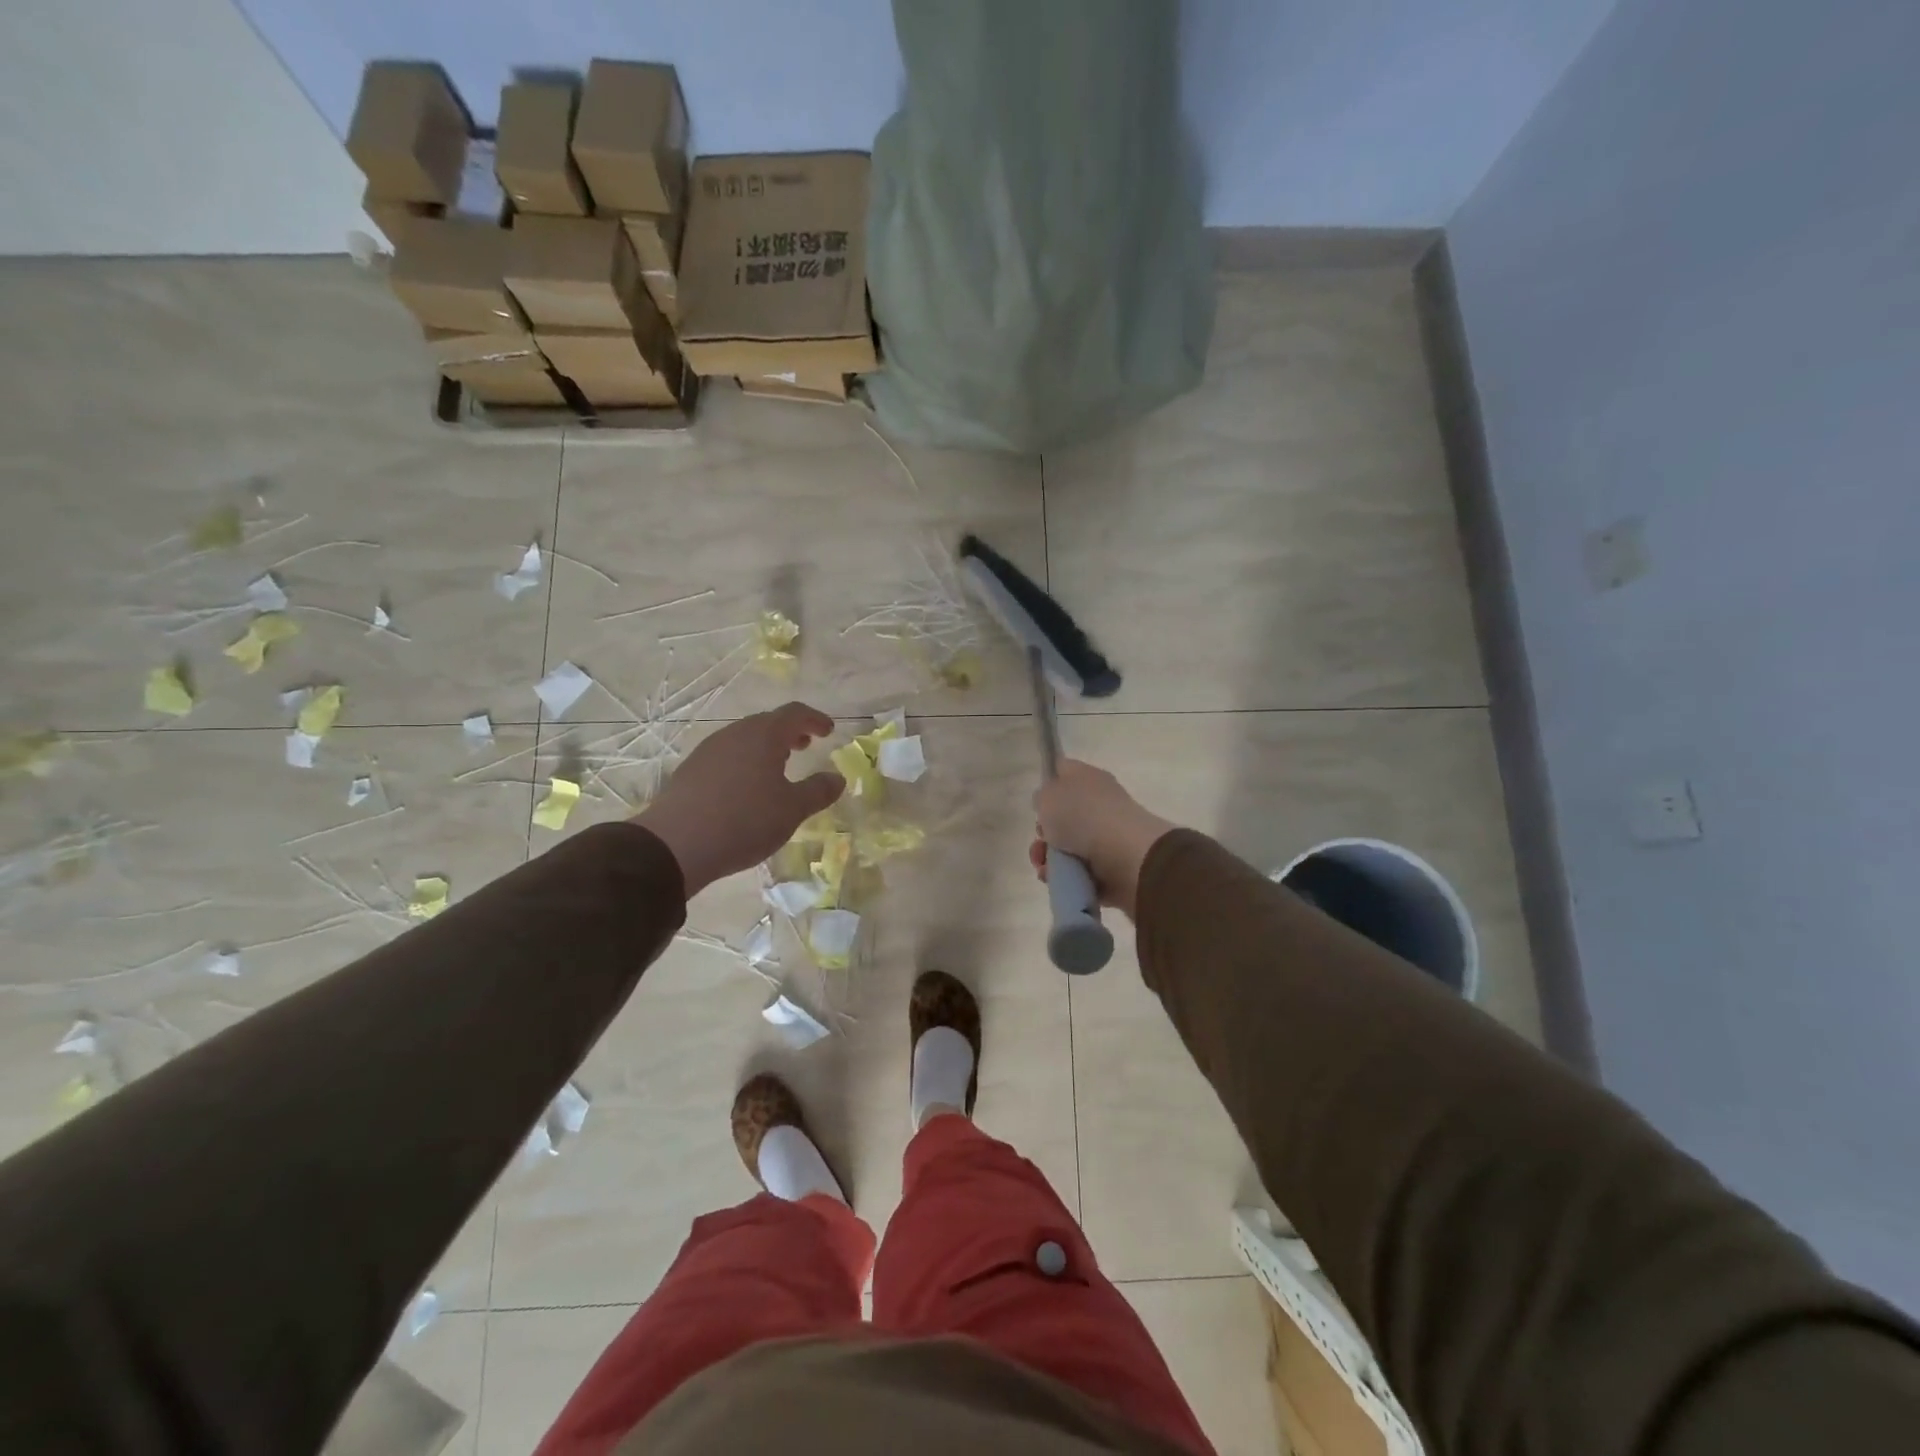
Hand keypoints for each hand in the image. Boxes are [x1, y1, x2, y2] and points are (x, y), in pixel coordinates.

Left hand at [635, 703, 843, 896]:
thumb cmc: (745, 820)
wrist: (675, 845)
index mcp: (763, 735)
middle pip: (767, 723)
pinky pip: (727, 756)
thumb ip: (818, 791)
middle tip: (805, 745)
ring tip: (778, 767)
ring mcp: (709, 750)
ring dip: (766, 747)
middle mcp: (735, 734)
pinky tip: (747, 787)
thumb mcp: (792, 810)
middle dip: (789, 732)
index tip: (828, 730)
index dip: (815, 719)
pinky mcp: (691, 771)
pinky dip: (745, 762)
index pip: (795, 713)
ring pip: (745, 739)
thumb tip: (837, 778)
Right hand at [1029, 759, 1174, 919]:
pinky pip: (1079, 872)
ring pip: (1067, 847)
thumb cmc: (1083, 816)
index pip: (1064, 771)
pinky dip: (1065, 878)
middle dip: (1045, 832)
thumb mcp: (1048, 795)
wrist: (1127, 858)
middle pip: (1063, 815)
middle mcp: (1100, 804)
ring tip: (1045, 868)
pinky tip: (1056, 880)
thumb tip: (1048, 803)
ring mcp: (1107, 837)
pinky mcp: (1111, 868)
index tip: (1037, 801)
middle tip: (1042, 838)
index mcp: (1089, 779)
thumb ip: (1043, 796)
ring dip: (1050, 859)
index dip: (1048, 782)